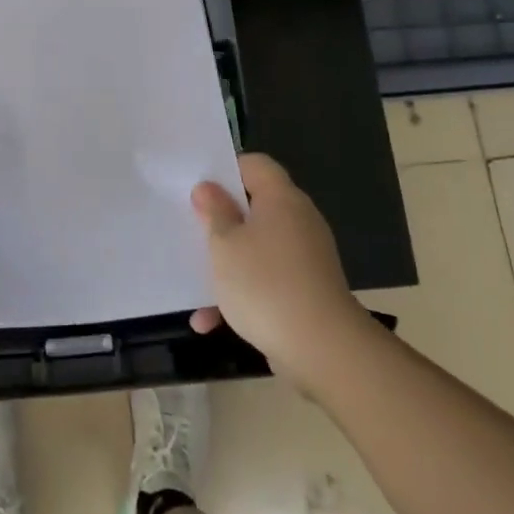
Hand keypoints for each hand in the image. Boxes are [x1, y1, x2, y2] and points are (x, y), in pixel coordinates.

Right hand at [189, 154, 366, 388]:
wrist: (322, 349)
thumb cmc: (264, 283)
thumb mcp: (224, 244)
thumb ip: (214, 213)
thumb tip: (209, 188)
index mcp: (281, 199)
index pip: (255, 164)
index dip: (226, 170)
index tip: (198, 188)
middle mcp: (298, 221)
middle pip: (255, 207)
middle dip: (221, 221)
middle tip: (191, 229)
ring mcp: (306, 258)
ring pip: (257, 248)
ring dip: (228, 264)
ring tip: (195, 283)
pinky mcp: (307, 291)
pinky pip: (268, 281)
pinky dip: (243, 294)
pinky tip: (211, 322)